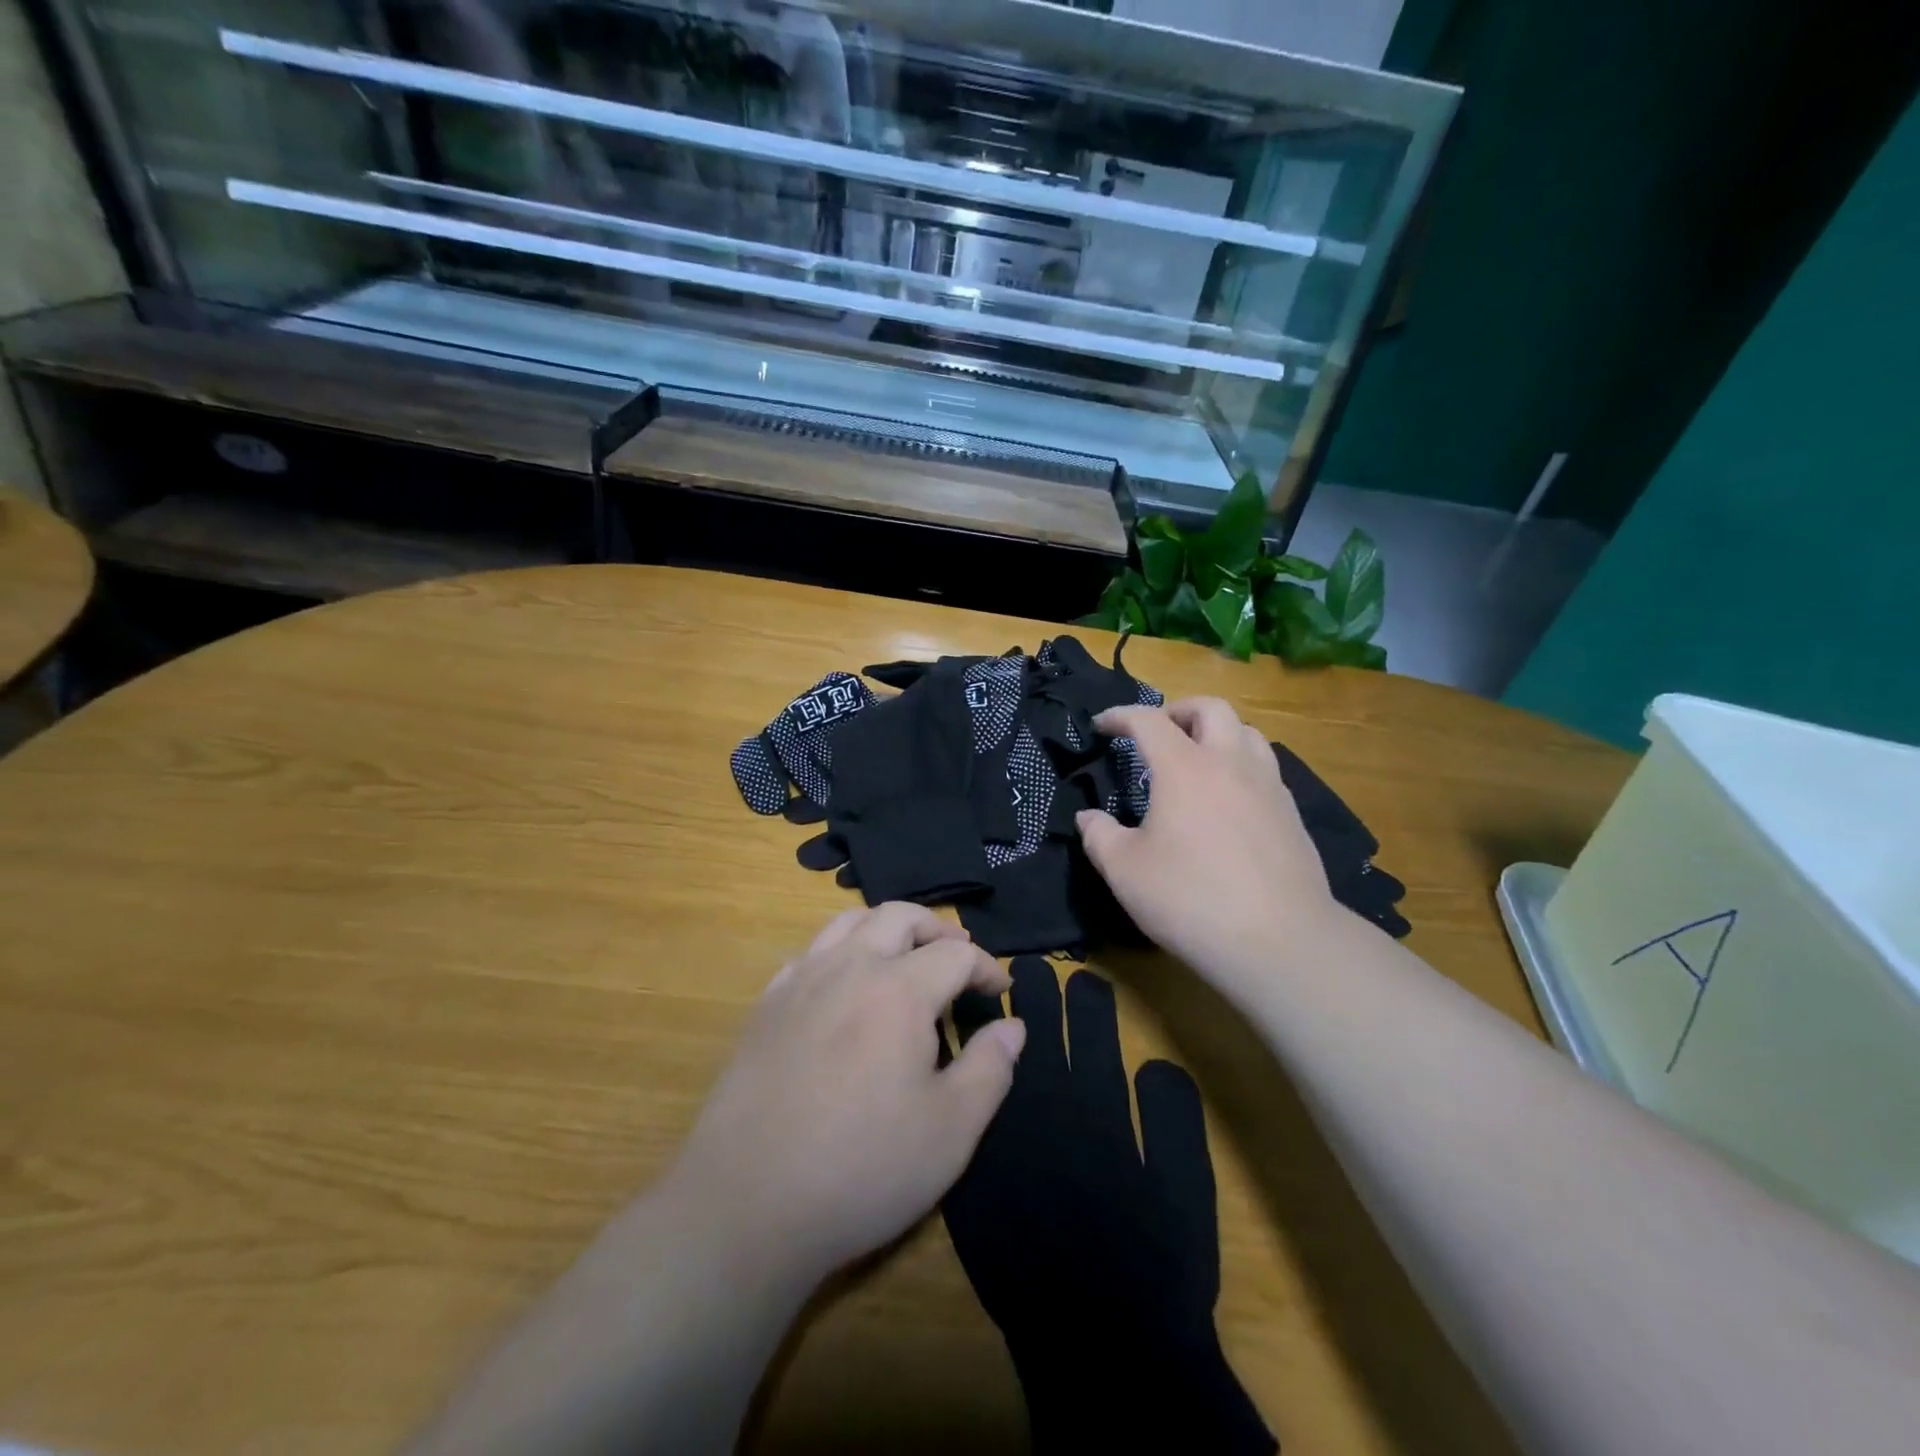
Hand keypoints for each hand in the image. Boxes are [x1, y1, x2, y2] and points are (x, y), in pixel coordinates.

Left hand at [663, 904, 1026, 1284]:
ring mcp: (801, 981)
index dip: (986, 966)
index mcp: (899, 990)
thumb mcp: (951, 1131)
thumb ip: (990, 1069)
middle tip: (958, 955)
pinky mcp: (767, 1005)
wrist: (747, 1203)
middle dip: (937, 929)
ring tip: (905, 955)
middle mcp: (849, 967)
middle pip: (899, 916)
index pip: (955, 954)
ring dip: (887, 927)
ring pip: (848, 922)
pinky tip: (844, 984)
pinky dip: (840, 950)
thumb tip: (1012, 1027)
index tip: (1001, 990)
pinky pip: (810, 952)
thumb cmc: (862, 1167)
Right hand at [1076, 699, 1345, 993]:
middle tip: (1157, 733)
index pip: (1149, 721)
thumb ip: (1099, 836)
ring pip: (1247, 732)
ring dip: (1217, 733)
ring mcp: (1268, 787)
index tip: (1102, 725)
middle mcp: (1230, 763)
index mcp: (1185, 768)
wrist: (1279, 940)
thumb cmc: (1190, 899)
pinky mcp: (1291, 814)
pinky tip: (1228, 800)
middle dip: (1178, 710)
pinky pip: (1265, 768)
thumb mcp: (1125, 871)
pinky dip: (1241, 765)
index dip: (1121, 716)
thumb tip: (1088, 818)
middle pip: (1211, 708)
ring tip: (1197, 759)